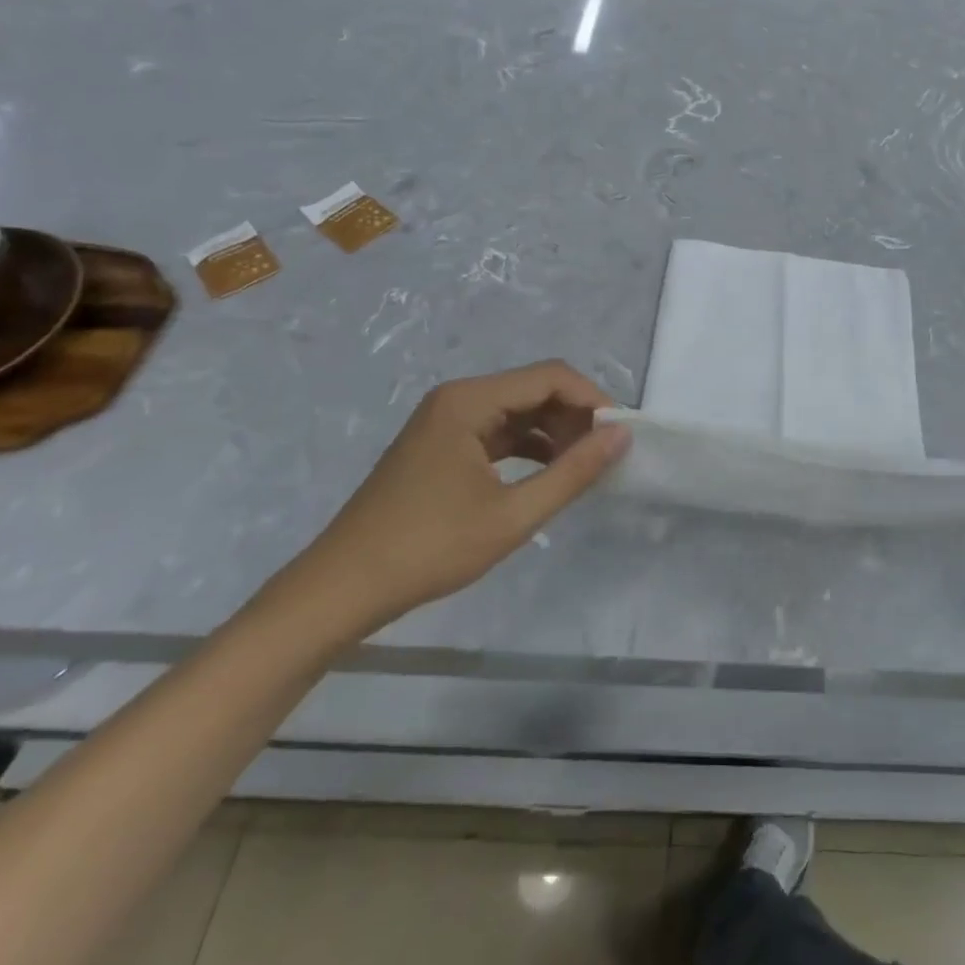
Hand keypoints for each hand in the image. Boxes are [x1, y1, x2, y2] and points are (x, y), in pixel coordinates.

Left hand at [289, 361, 628, 633]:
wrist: (342, 589)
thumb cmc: (429, 548)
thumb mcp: (512, 515)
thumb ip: (573, 472)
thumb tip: (621, 436)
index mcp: (470, 400)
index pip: (550, 376)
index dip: (592, 399)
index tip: (621, 435)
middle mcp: (457, 398)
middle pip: (534, 388)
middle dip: (575, 416)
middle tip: (604, 456)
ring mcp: (446, 421)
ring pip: (518, 410)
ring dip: (554, 432)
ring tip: (582, 467)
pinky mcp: (441, 444)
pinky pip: (497, 431)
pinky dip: (528, 446)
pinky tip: (549, 473)